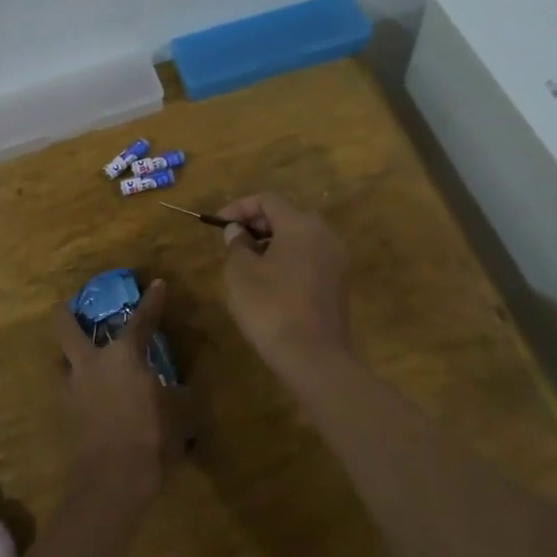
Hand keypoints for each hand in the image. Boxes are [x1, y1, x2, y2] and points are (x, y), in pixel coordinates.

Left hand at [51, 280, 192, 506]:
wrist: (112, 479)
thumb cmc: (151, 436)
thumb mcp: (180, 413)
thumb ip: (179, 395)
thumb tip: (181, 390)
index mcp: (123, 355)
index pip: (141, 319)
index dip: (152, 300)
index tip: (157, 284)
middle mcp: (91, 363)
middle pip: (65, 326)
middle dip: (66, 312)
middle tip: (71, 306)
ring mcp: (72, 388)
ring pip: (60, 360)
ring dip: (69, 356)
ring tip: (82, 359)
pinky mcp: (64, 413)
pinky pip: (67, 389)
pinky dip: (76, 387)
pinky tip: (88, 396)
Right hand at [217, 194, 351, 376]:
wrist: (313, 357)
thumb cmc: (271, 307)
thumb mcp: (241, 273)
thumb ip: (236, 244)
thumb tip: (238, 232)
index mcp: (300, 225)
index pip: (267, 200)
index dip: (239, 207)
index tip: (219, 225)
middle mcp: (324, 235)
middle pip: (287, 216)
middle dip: (257, 224)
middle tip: (233, 242)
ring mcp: (335, 260)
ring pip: (299, 238)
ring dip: (272, 243)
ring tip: (247, 263)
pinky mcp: (338, 283)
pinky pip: (309, 258)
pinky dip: (288, 260)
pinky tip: (269, 282)